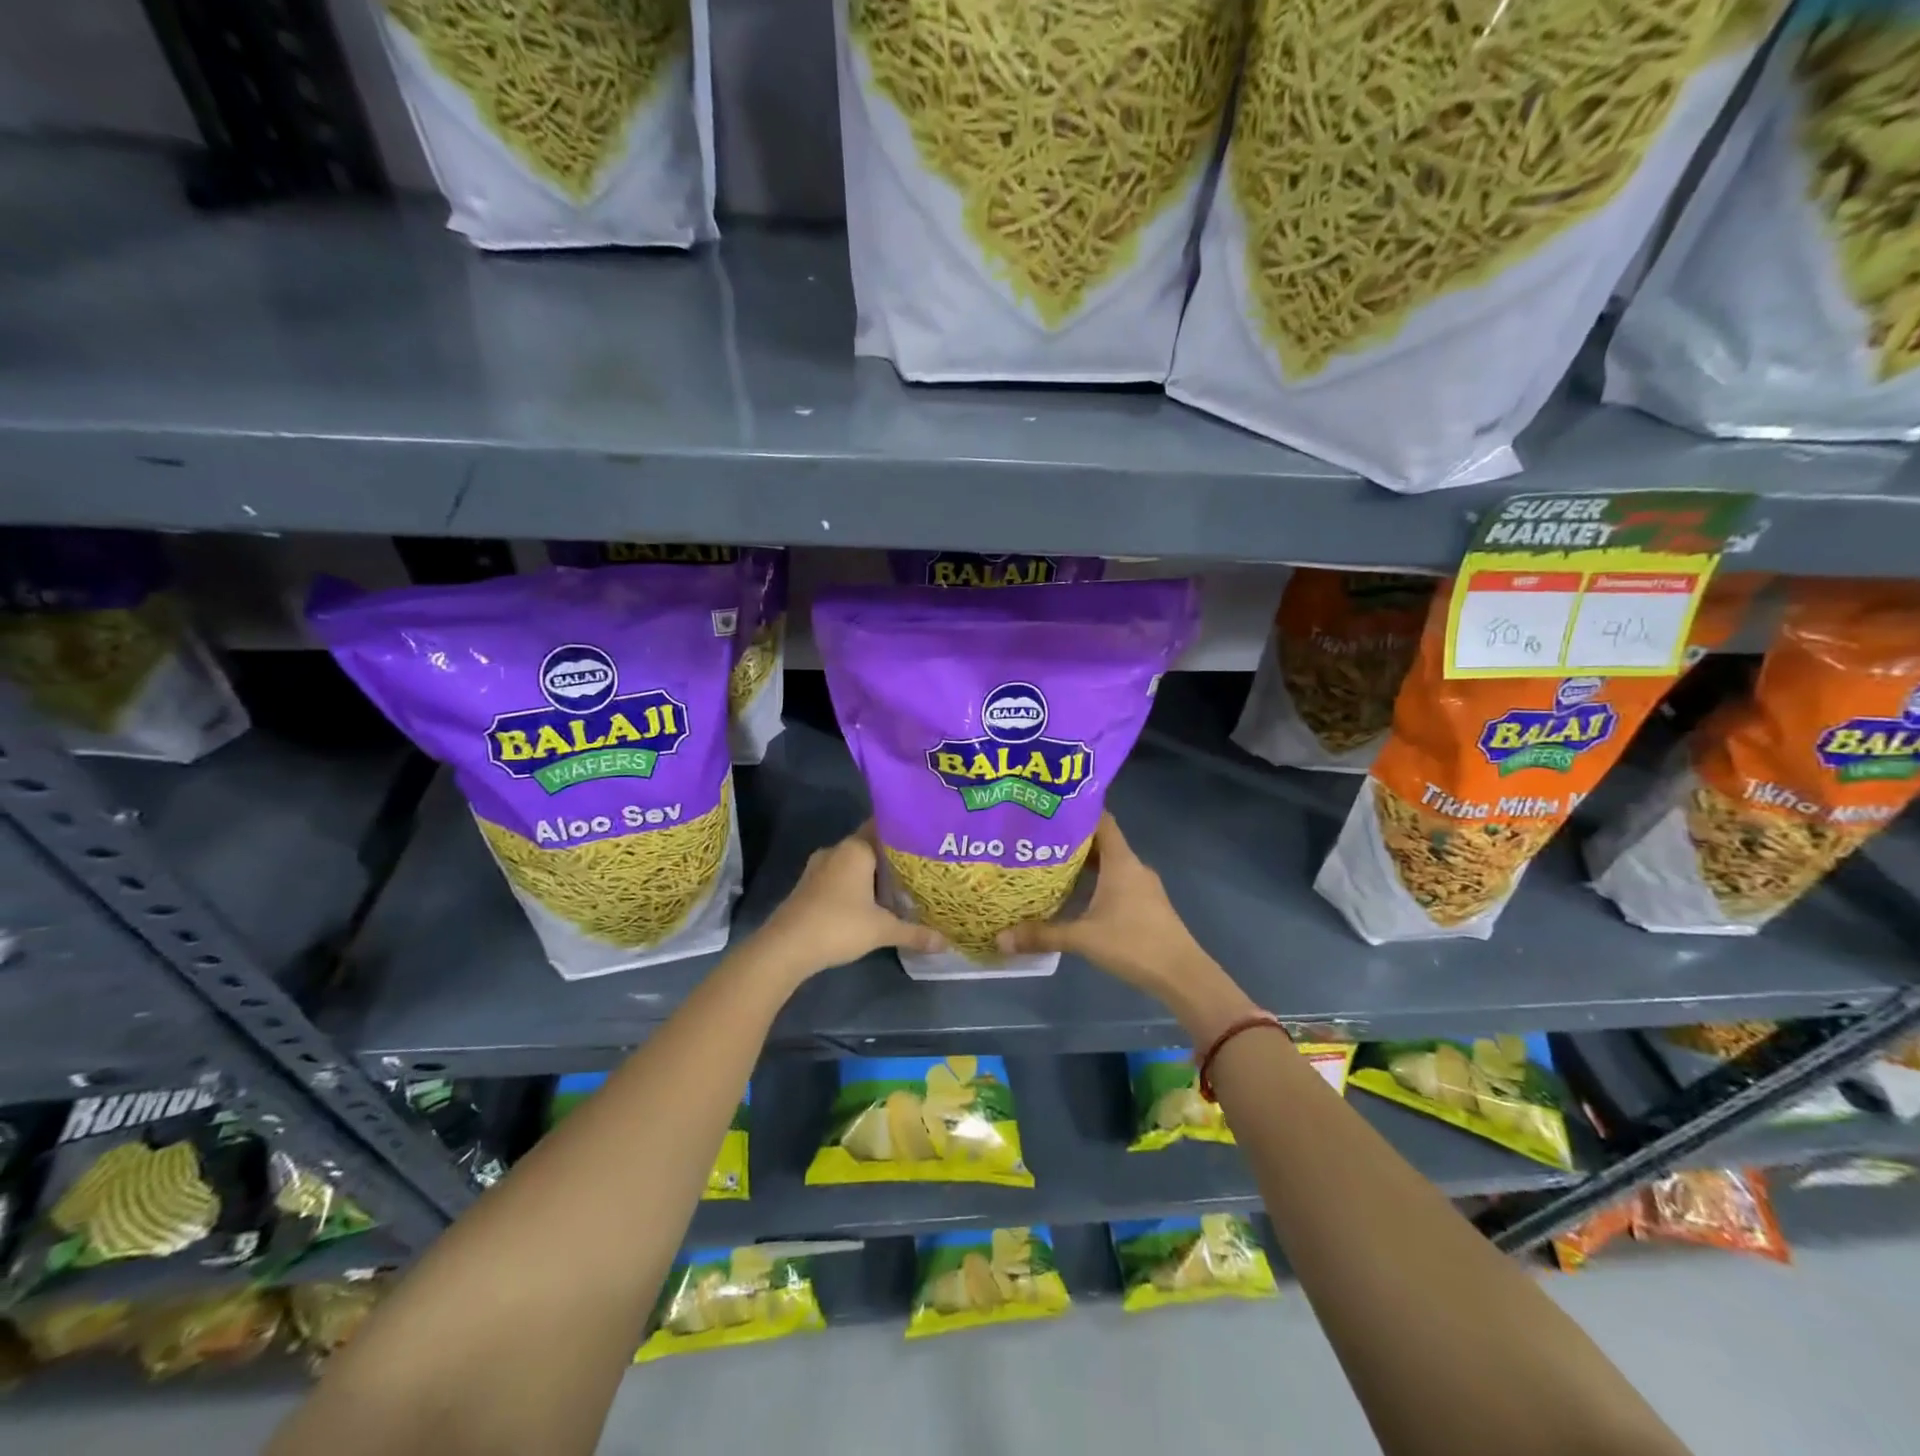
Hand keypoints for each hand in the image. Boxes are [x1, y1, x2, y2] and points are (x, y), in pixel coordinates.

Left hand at [748, 822, 942, 982]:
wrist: (786, 947)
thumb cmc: (838, 925)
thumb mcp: (882, 930)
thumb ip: (915, 932)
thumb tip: (946, 942)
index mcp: (856, 848)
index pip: (885, 828)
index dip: (906, 834)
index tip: (927, 840)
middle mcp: (837, 850)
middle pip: (871, 846)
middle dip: (893, 857)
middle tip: (921, 867)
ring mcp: (819, 868)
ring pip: (854, 863)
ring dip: (873, 873)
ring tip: (901, 885)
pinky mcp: (809, 886)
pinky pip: (840, 877)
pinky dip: (856, 885)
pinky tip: (871, 901)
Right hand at [996, 814, 1251, 1037]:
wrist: (1182, 975)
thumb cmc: (1134, 944)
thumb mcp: (1083, 938)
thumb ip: (1042, 935)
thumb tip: (1000, 938)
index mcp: (1121, 861)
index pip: (1101, 820)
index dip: (1077, 811)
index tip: (1049, 808)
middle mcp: (1133, 866)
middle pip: (1101, 842)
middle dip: (1071, 839)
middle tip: (1038, 838)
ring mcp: (1142, 887)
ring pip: (1109, 864)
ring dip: (1083, 863)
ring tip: (1049, 864)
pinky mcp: (1145, 905)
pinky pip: (1116, 882)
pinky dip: (1095, 882)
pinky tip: (1075, 895)